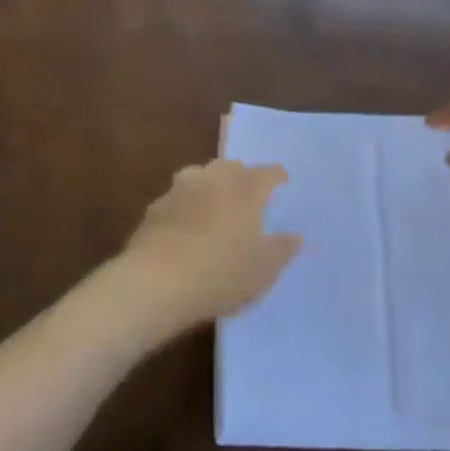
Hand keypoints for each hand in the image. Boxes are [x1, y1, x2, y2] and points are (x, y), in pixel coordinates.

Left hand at [115, 160, 301, 334]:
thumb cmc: (222, 273)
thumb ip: (282, 249)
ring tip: (214, 205)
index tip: (282, 182)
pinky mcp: (154, 208)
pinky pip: (177, 200)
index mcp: (246, 188)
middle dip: (241, 176)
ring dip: (209, 186)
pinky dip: (185, 207)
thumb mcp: (264, 270)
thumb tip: (294, 236)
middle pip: (231, 167)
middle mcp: (213, 179)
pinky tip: (185, 227)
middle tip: (247, 195)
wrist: (157, 282)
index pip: (268, 173)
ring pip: (199, 177)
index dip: (277, 177)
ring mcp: (180, 190)